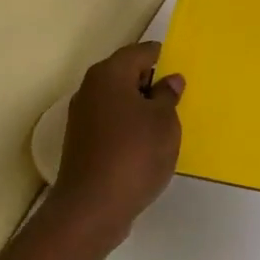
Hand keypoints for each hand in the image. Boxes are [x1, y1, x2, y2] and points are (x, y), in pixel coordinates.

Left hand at [47, 42, 184, 247]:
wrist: (92, 207)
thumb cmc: (134, 154)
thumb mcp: (164, 122)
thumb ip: (167, 96)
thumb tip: (169, 80)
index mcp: (109, 74)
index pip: (139, 52)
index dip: (160, 56)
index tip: (178, 64)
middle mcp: (90, 88)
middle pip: (124, 73)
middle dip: (149, 81)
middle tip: (176, 94)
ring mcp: (82, 116)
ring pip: (116, 99)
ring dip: (138, 105)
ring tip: (165, 120)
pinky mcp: (81, 142)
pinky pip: (110, 121)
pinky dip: (127, 125)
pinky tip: (145, 142)